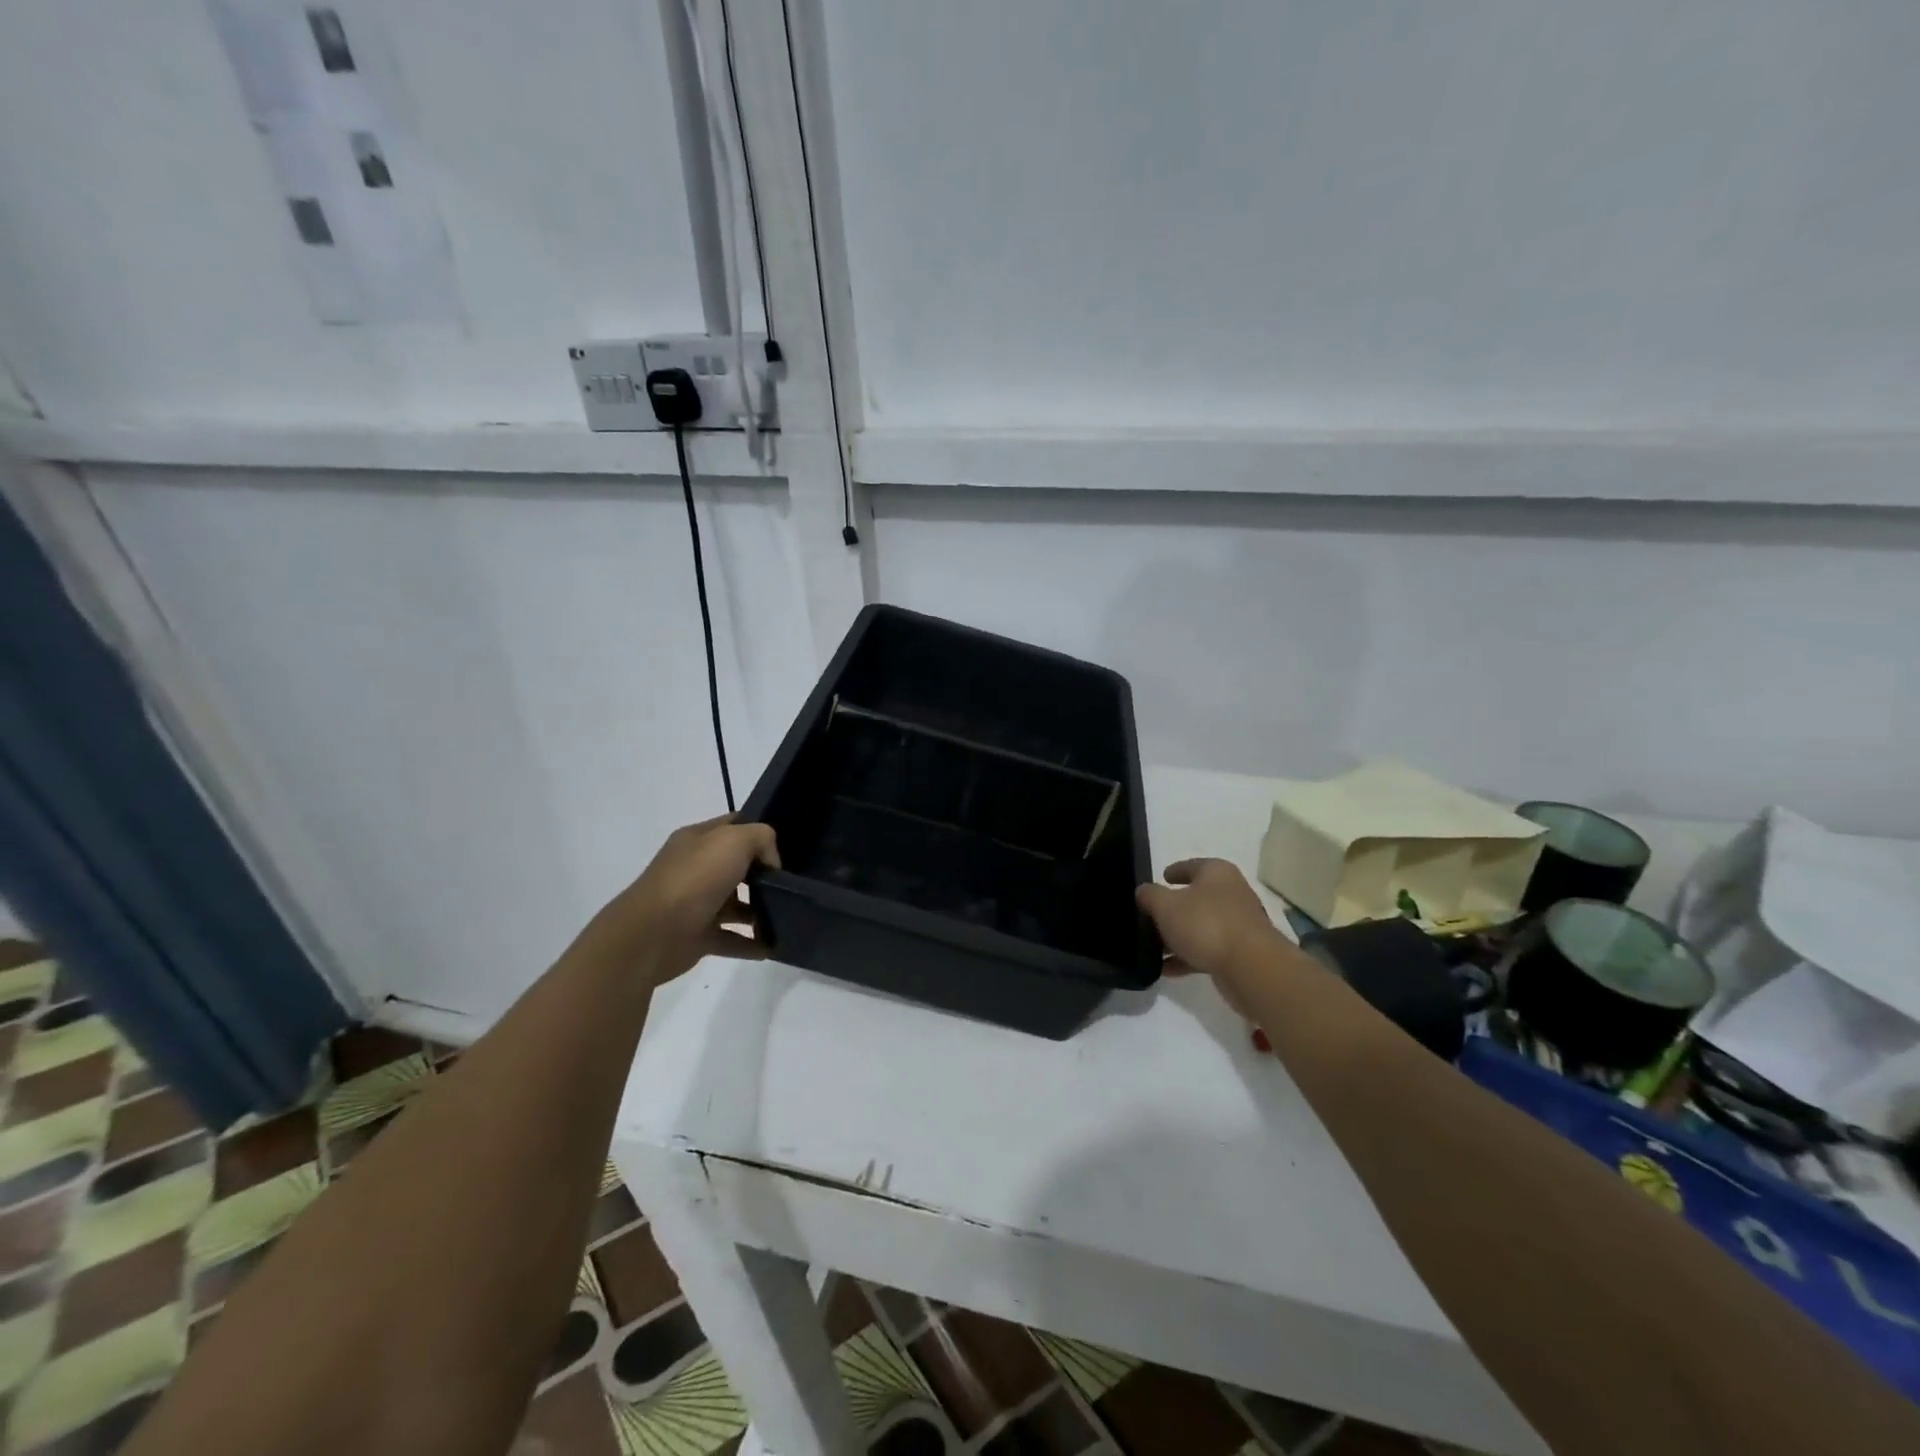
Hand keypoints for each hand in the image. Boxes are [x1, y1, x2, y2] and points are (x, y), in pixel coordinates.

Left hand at [577, 815, 780, 985]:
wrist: (652, 935)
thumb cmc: (694, 879)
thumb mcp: (734, 840)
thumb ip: (761, 839)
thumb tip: (770, 864)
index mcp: (698, 840)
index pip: (733, 826)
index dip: (760, 830)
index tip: (788, 844)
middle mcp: (696, 869)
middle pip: (737, 866)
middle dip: (764, 873)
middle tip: (792, 881)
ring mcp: (696, 904)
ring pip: (736, 904)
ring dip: (760, 909)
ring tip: (788, 914)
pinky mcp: (698, 937)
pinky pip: (732, 939)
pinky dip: (752, 943)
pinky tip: (773, 946)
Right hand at [1136, 859, 1285, 998]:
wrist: (1251, 968)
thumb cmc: (1206, 924)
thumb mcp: (1165, 905)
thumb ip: (1150, 895)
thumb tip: (1143, 891)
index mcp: (1217, 873)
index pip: (1192, 865)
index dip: (1175, 870)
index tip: (1162, 877)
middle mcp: (1232, 893)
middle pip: (1197, 897)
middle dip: (1175, 907)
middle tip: (1151, 915)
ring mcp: (1239, 925)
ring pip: (1202, 926)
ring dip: (1179, 936)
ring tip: (1155, 948)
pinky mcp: (1241, 953)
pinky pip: (1208, 950)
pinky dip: (1188, 957)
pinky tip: (1167, 970)